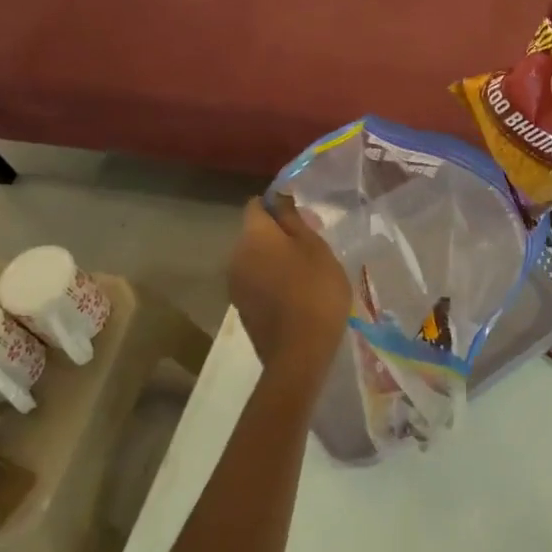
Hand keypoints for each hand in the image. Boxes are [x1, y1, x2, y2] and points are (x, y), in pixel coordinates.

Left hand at [229, 195, 351, 387]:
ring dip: (275, 259)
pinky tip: (295, 294)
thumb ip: (294, 219)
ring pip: (255, 259)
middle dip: (278, 234)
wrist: (299, 353)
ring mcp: (235, 285)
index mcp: (254, 236)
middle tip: (312, 245)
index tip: (303, 216)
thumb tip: (279, 198)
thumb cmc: (315, 290)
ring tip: (306, 271)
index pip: (256, 205)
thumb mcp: (315, 247)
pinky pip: (256, 282)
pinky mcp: (242, 308)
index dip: (277, 205)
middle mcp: (236, 255)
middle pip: (255, 233)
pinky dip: (272, 280)